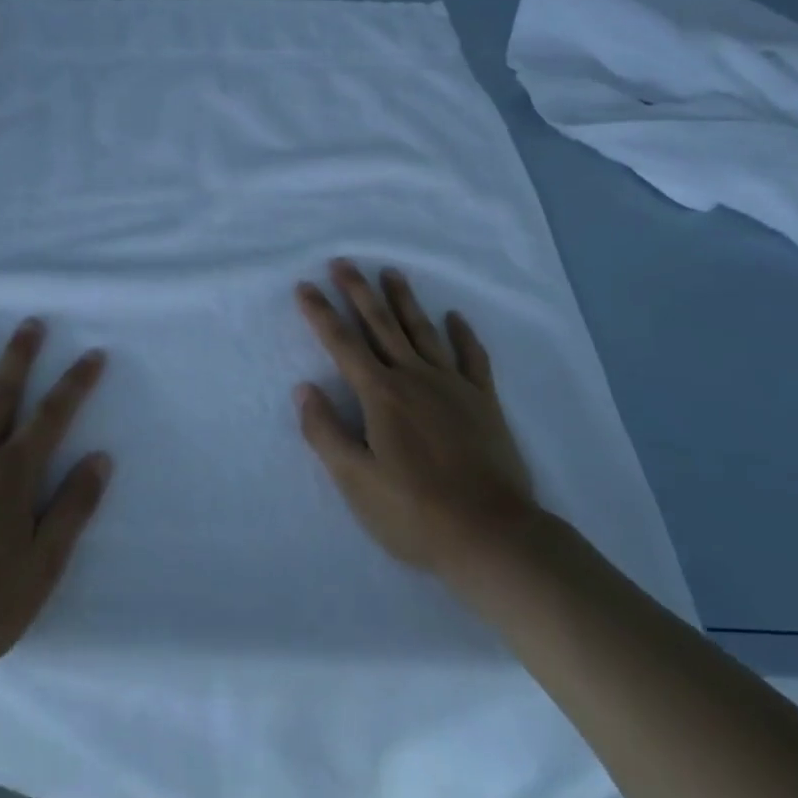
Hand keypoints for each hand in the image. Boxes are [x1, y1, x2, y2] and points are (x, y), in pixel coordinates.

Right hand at [294, 260, 537, 579]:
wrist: (494, 536)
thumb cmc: (415, 514)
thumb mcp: (357, 482)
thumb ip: (325, 433)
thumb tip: (303, 388)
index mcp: (381, 395)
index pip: (342, 344)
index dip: (320, 313)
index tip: (305, 286)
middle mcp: (415, 378)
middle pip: (381, 325)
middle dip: (359, 291)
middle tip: (343, 261)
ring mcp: (453, 386)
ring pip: (422, 331)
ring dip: (404, 300)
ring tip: (391, 272)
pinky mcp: (483, 402)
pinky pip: (472, 357)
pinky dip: (463, 334)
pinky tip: (455, 317)